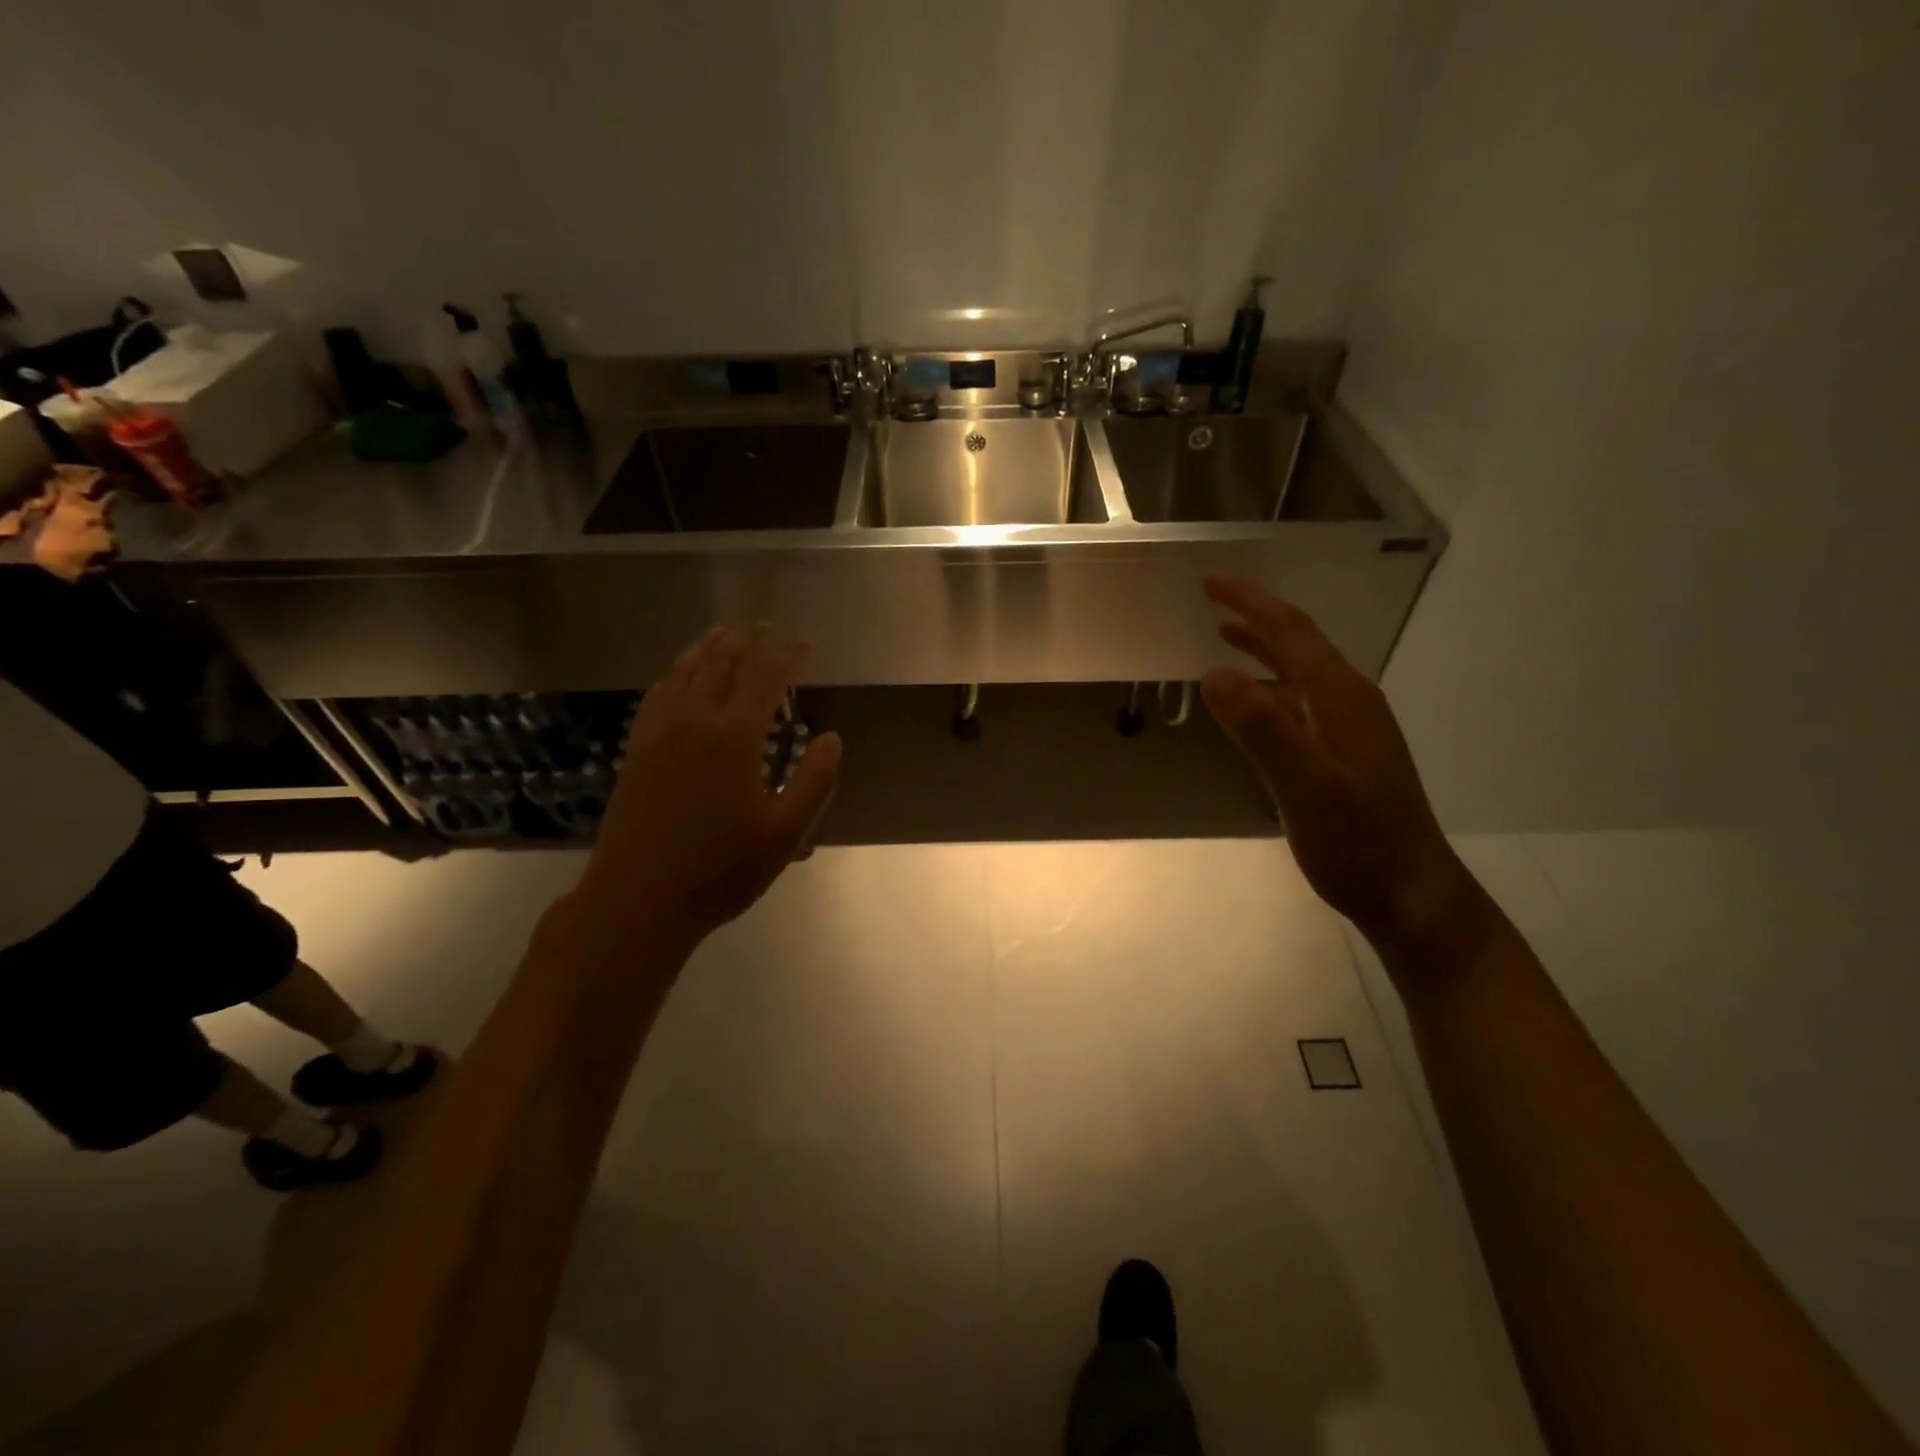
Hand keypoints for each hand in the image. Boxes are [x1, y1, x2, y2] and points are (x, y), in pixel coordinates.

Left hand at [574, 624, 842, 954]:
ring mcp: (660, 734)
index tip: (802, 641)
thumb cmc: (720, 871)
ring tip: (725, 632)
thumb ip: (813, 782)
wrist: (638, 899)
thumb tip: (832, 738)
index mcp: (735, 738)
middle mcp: (695, 723)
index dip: (786, 654)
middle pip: (722, 665)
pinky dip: (674, 674)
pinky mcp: (637, 750)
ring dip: (709, 648)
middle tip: (765, 625)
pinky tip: (678, 675)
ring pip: (685, 673)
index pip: (765, 678)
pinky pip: (657, 696)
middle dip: (748, 641)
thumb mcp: (784, 834)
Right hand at [1199, 575, 1479, 951]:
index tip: (1210, 583)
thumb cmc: (1357, 841)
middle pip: (1299, 645)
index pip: (1290, 633)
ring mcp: (1351, 728)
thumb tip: (1215, 673)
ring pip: (1301, 673)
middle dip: (1256, 617)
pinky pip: (1302, 702)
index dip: (1251, 603)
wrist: (1411, 893)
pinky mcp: (1346, 753)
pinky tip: (1254, 703)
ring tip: (1225, 638)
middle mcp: (1350, 701)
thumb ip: (1262, 728)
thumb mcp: (1304, 785)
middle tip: (1213, 602)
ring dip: (1264, 650)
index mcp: (1340, 697)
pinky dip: (1271, 687)